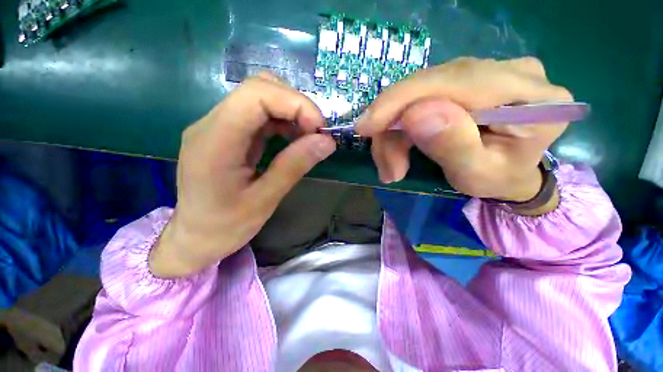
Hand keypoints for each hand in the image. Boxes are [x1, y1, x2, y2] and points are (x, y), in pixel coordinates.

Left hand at [149, 73, 335, 277]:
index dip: (295, 103)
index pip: (256, 95)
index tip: (320, 129)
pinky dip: (283, 121)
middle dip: (296, 105)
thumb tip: (326, 142)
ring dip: (291, 112)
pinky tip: (293, 139)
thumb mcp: (265, 201)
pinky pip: (259, 114)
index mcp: (215, 141)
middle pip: (258, 88)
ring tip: (308, 137)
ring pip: (260, 97)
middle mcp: (211, 124)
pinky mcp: (227, 133)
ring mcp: (218, 125)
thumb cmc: (225, 226)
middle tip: (317, 133)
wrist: (194, 237)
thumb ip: (294, 166)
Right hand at [356, 57, 571, 204]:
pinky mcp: (465, 80)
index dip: (402, 99)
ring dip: (394, 133)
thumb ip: (453, 145)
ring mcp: (486, 71)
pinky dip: (400, 127)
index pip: (457, 80)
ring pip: (418, 94)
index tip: (365, 127)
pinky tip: (398, 151)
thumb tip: (415, 113)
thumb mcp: (476, 175)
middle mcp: (511, 71)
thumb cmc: (498, 180)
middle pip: (430, 86)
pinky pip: (419, 97)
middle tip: (387, 166)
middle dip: (393, 128)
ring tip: (392, 167)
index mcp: (532, 97)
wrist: (509, 174)